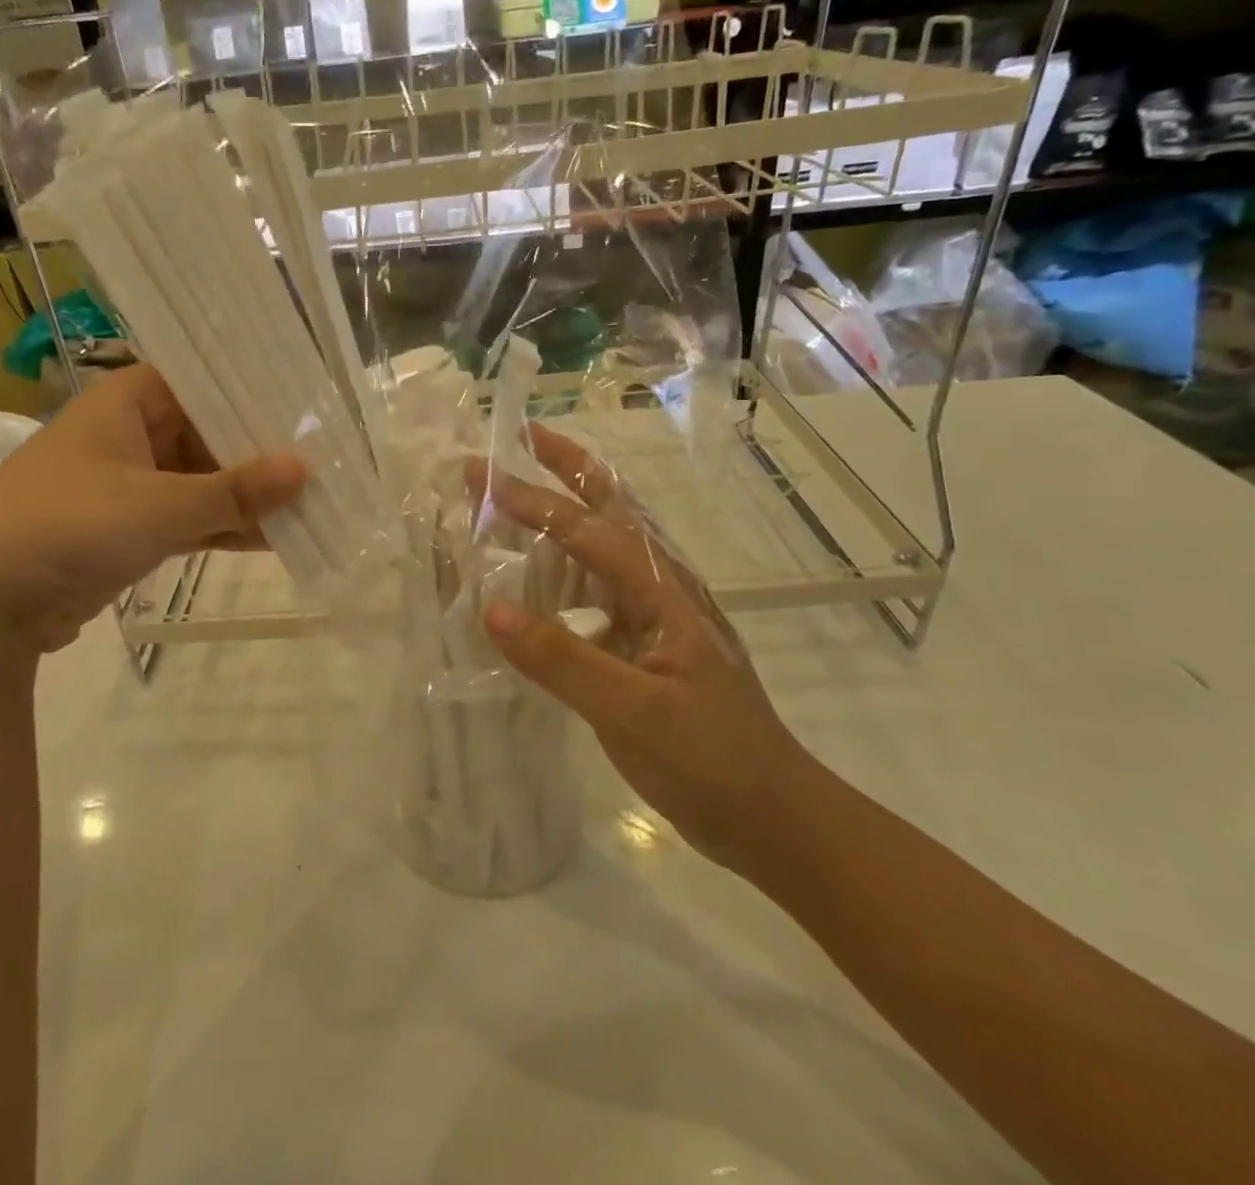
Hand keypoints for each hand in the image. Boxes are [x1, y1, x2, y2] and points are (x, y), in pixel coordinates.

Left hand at [0, 365, 305, 651]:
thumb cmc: (68, 525)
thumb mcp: (159, 505)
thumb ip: (235, 490)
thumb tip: (306, 467)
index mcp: (127, 401)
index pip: (203, 380)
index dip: (254, 390)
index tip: (310, 402)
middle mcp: (130, 433)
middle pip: (209, 432)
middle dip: (262, 451)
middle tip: (327, 457)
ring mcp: (131, 484)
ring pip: (204, 480)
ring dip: (249, 496)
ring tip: (315, 502)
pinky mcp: (131, 529)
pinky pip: (191, 518)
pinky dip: (226, 527)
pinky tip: (278, 538)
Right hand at [468, 425, 810, 873]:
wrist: (775, 818)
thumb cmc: (712, 762)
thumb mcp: (635, 714)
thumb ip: (563, 660)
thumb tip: (491, 609)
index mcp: (663, 591)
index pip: (586, 530)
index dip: (530, 499)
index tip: (479, 473)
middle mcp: (661, 587)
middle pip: (612, 507)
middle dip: (566, 467)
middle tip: (519, 437)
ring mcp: (656, 615)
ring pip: (604, 543)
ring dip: (564, 509)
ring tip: (520, 491)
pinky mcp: (645, 643)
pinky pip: (596, 588)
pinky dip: (563, 566)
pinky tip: (538, 578)